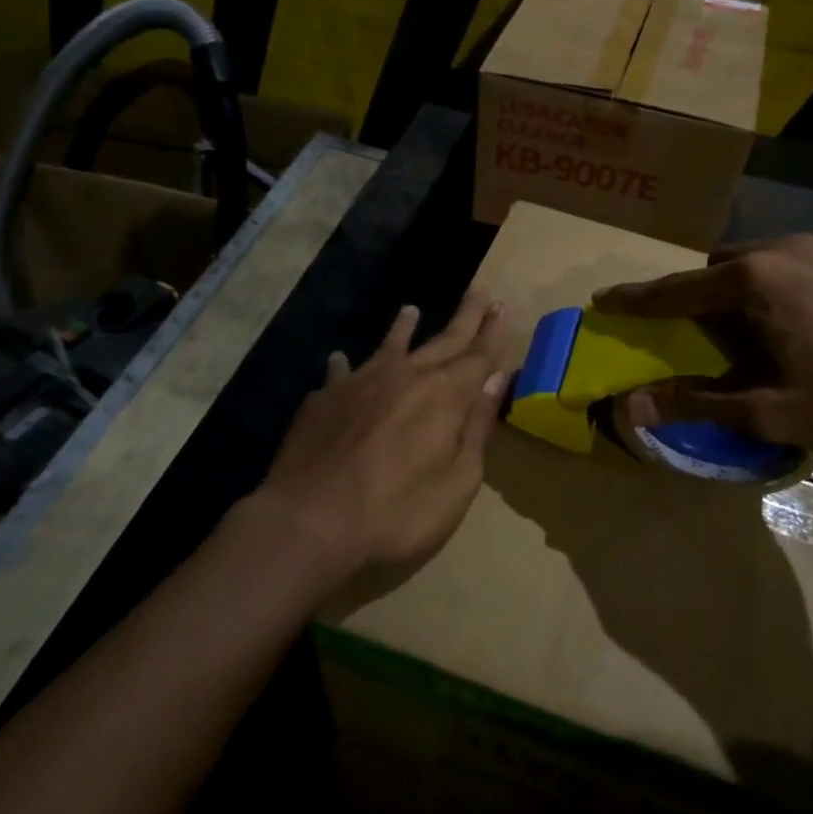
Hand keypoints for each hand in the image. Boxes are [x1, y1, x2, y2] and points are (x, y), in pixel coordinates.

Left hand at [251, 291, 510, 581]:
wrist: (309, 520)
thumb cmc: (396, 511)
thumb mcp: (457, 482)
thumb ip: (476, 428)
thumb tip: (494, 381)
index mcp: (444, 396)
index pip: (478, 355)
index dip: (493, 332)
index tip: (503, 306)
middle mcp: (405, 376)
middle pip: (442, 340)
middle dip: (465, 318)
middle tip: (480, 293)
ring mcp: (360, 383)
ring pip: (389, 347)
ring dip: (403, 328)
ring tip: (410, 310)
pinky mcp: (325, 399)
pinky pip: (339, 372)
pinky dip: (344, 365)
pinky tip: (339, 359)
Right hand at [592, 235, 812, 451]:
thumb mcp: (771, 410)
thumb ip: (698, 404)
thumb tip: (631, 407)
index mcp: (751, 283)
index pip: (674, 290)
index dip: (635, 299)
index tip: (603, 299)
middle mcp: (778, 252)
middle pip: (714, 270)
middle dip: (692, 296)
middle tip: (690, 332)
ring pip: (753, 264)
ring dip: (734, 293)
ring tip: (744, 333)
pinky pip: (787, 266)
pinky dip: (769, 290)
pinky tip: (796, 325)